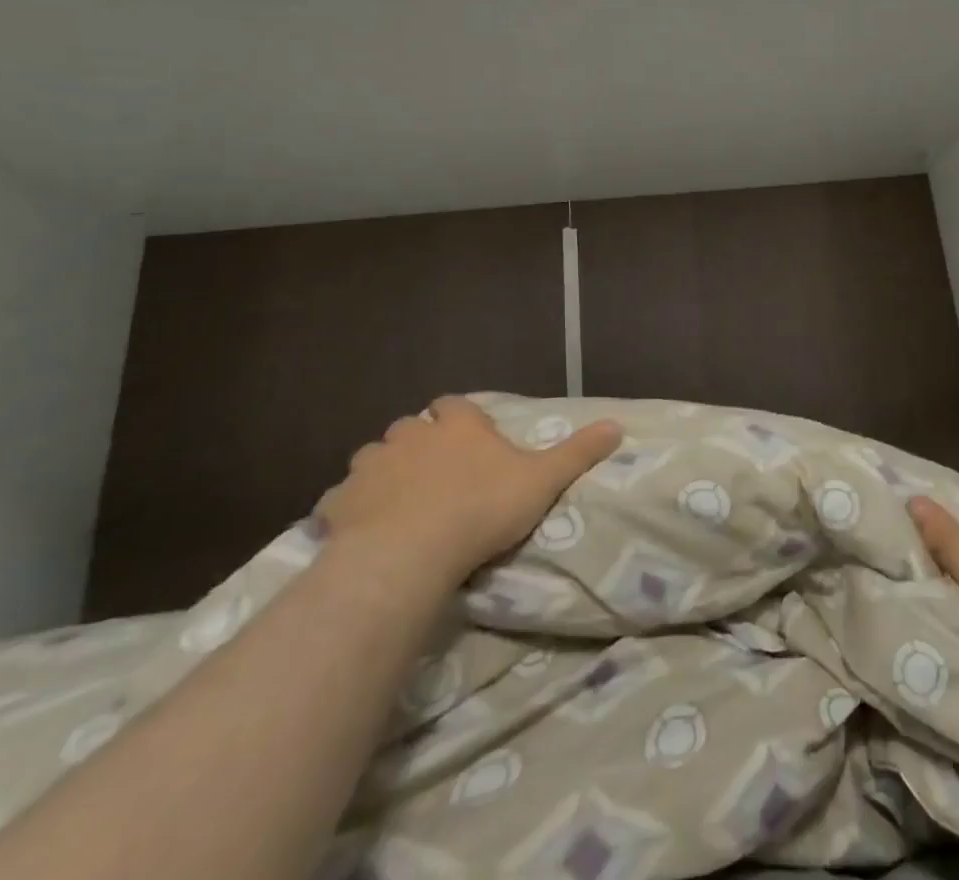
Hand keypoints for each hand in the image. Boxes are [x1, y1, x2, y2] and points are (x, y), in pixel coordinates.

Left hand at [318, 396, 620, 591]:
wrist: (409, 553)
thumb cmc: (482, 509)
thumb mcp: (543, 480)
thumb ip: (578, 451)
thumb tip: (618, 425)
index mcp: (458, 425)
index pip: (455, 405)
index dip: (460, 420)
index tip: (470, 442)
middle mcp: (412, 435)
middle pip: (412, 428)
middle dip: (420, 444)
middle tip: (436, 477)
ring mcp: (372, 466)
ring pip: (374, 458)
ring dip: (384, 473)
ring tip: (398, 504)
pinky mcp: (340, 502)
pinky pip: (341, 499)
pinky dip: (350, 509)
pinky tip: (362, 530)